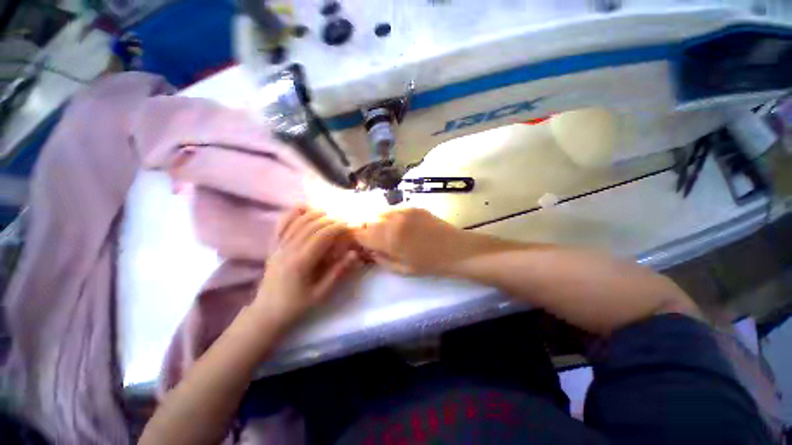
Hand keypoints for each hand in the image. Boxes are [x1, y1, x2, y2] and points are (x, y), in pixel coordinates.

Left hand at [252, 207, 361, 327]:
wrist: (266, 312)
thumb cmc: (296, 305)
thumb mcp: (321, 293)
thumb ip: (338, 272)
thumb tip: (354, 254)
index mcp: (301, 262)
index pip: (322, 236)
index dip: (337, 227)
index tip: (349, 225)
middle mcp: (288, 249)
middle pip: (311, 225)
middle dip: (329, 219)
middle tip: (343, 220)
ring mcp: (278, 246)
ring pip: (297, 221)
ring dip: (314, 214)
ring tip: (328, 213)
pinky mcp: (273, 246)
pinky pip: (281, 224)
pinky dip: (292, 213)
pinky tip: (303, 208)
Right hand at [354, 208, 474, 275]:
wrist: (456, 249)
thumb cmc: (429, 264)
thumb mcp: (401, 269)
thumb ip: (380, 259)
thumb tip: (368, 250)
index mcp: (389, 238)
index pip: (360, 233)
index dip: (355, 239)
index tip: (358, 245)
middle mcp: (393, 220)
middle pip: (367, 220)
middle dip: (365, 230)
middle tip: (371, 240)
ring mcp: (404, 210)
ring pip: (379, 212)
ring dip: (377, 222)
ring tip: (386, 233)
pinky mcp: (413, 206)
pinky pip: (394, 210)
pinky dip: (390, 218)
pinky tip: (400, 226)